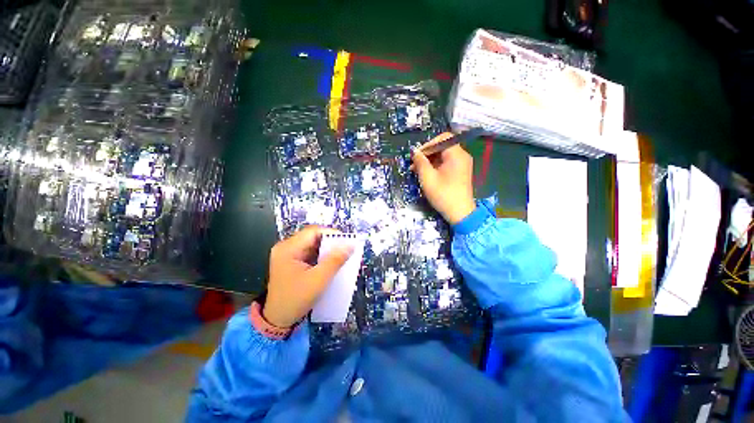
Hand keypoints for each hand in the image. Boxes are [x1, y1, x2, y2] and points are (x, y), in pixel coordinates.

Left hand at [264, 226, 353, 327]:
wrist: (278, 321)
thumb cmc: (296, 299)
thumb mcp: (319, 279)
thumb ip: (335, 260)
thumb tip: (350, 245)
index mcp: (288, 248)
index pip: (313, 231)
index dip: (331, 233)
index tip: (346, 241)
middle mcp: (286, 248)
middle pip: (312, 237)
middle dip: (330, 242)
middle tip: (345, 248)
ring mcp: (288, 255)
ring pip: (312, 245)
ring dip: (326, 249)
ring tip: (341, 255)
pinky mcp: (291, 262)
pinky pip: (309, 253)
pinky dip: (321, 256)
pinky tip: (330, 262)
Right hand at [412, 132, 475, 224]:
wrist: (460, 213)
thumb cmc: (443, 194)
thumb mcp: (428, 178)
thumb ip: (420, 162)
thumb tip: (414, 151)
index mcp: (456, 154)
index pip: (442, 138)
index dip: (427, 144)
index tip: (416, 156)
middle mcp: (462, 156)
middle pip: (443, 146)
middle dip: (427, 154)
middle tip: (414, 164)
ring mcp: (463, 164)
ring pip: (444, 155)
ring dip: (430, 161)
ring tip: (417, 171)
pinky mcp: (461, 172)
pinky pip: (447, 163)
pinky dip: (436, 166)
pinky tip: (426, 174)